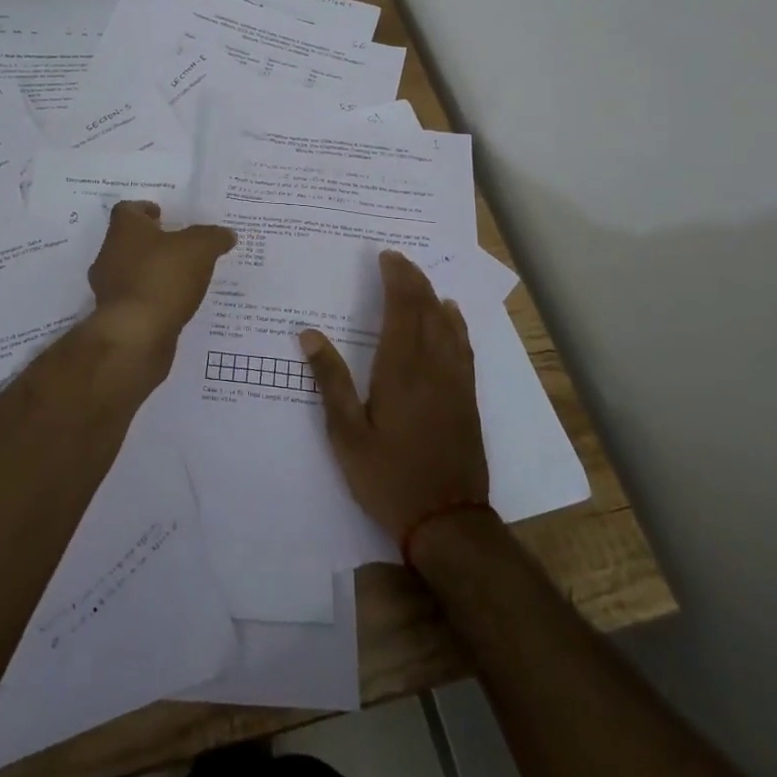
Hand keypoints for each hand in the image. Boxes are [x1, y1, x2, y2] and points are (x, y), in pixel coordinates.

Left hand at [83, 201, 235, 388]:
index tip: (161, 214)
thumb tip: (226, 234)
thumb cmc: (163, 278)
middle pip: (126, 241)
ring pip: (129, 271)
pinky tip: (173, 304)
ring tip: (179, 277)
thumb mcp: (200, 248)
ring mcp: (108, 288)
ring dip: (150, 272)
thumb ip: (213, 237)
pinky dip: (151, 298)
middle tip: (176, 245)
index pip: (127, 210)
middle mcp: (109, 255)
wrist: (136, 336)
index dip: (144, 209)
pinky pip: (135, 299)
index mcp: (124, 230)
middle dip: (149, 242)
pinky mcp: (115, 317)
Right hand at [300, 250, 489, 543]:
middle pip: (426, 309)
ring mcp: (455, 381)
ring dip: (432, 295)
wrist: (447, 520)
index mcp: (401, 369)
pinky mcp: (467, 397)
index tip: (386, 256)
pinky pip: (463, 345)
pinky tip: (451, 314)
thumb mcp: (347, 434)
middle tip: (397, 259)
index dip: (397, 278)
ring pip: (447, 323)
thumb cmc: (388, 477)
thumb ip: (330, 381)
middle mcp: (432, 366)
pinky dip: (456, 322)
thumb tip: (309, 334)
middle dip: (413, 279)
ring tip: (418, 278)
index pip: (402, 309)